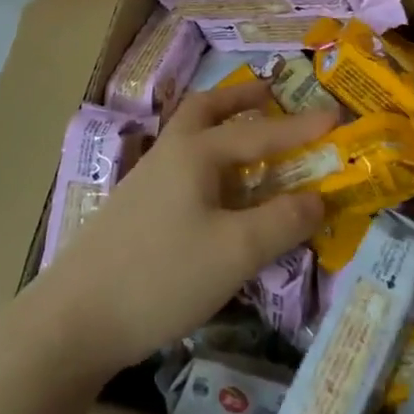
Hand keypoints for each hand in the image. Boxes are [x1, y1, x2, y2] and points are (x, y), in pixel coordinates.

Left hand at [30, 81, 336, 376]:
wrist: (75, 318)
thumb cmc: (162, 276)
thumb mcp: (235, 252)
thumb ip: (281, 221)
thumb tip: (319, 197)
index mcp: (196, 153)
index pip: (260, 132)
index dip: (301, 127)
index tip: (337, 115)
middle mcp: (170, 153)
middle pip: (206, 109)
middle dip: (242, 99)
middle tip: (273, 95)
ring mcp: (147, 180)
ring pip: (190, 135)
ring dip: (223, 126)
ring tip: (251, 140)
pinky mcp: (135, 208)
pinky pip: (182, 165)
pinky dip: (209, 160)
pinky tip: (217, 192)